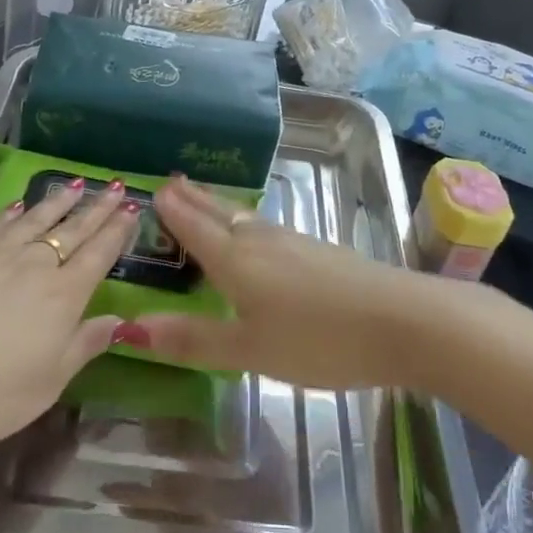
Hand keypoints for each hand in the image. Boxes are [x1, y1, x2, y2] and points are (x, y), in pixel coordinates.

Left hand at [0, 178, 139, 450]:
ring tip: (76, 184)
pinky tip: (19, 206)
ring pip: (36, 219)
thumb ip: (84, 345)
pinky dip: (13, 212)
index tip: (132, 208)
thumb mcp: (47, 383)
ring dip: (59, 201)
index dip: (117, 231)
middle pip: (73, 229)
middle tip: (115, 187)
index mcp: (63, 296)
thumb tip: (120, 321)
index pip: (99, 254)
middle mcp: (35, 264)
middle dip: (97, 208)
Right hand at [132, 176, 438, 390]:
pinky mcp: (320, 251)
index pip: (194, 227)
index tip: (152, 190)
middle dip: (193, 199)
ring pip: (245, 219)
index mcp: (236, 259)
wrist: (403, 320)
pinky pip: (267, 229)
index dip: (172, 210)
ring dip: (219, 208)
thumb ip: (194, 339)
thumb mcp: (250, 350)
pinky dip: (247, 224)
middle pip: (219, 213)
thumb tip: (130, 327)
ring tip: (203, 201)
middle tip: (171, 182)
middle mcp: (261, 240)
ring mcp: (294, 242)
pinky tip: (256, 234)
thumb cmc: (319, 338)